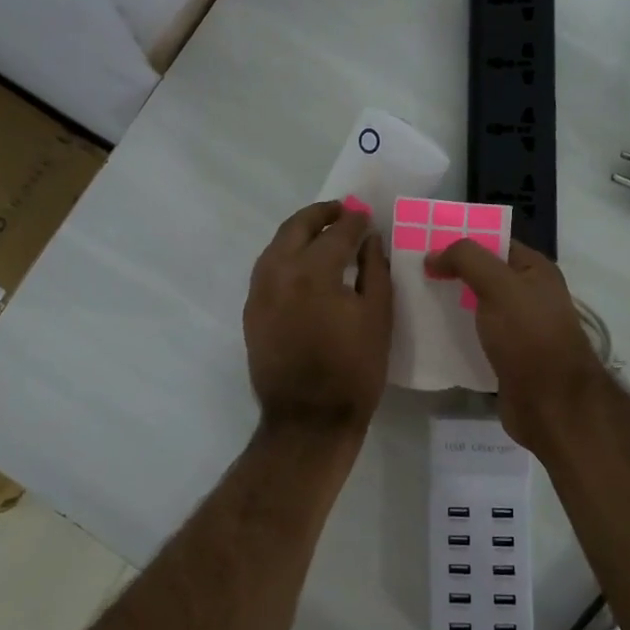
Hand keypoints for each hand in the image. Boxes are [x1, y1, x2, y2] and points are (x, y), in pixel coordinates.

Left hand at [244, 201, 392, 433]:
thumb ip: (374, 270)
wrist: (308, 419)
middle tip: (341, 210)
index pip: (336, 233)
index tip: (365, 216)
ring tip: (322, 232)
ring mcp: (259, 292)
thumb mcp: (378, 317)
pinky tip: (303, 263)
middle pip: (296, 228)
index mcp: (313, 272)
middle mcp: (278, 273)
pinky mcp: (251, 311)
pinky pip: (266, 269)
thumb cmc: (353, 370)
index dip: (354, 221)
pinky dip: (285, 255)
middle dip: (320, 214)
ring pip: (276, 246)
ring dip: (299, 232)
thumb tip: (369, 239)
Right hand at [427, 238, 610, 453]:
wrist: (551, 404)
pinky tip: (426, 334)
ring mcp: (517, 328)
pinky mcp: (504, 357)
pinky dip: (453, 334)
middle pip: (482, 274)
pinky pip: (474, 337)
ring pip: (475, 307)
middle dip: (449, 271)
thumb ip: (466, 260)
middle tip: (410, 271)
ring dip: (447, 304)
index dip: (462, 239)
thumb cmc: (529, 336)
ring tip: (411, 300)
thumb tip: (433, 255)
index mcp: (535, 270)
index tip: (424, 242)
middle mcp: (528, 295)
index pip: (494, 243)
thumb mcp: (499, 285)